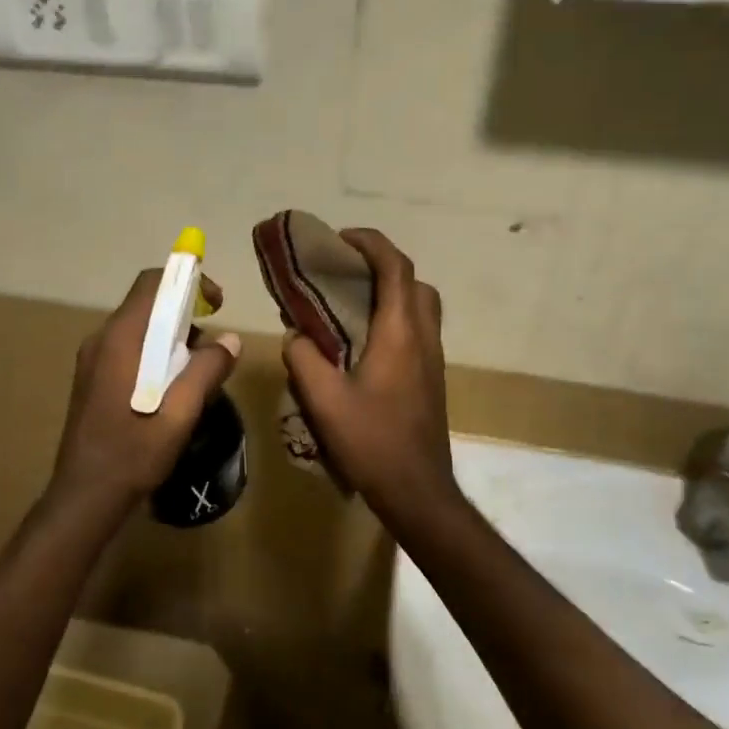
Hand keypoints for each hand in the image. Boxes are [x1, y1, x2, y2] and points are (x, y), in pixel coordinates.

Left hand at [50, 269, 241, 510]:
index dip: (188, 281)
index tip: (217, 303)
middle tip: (214, 344)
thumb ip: (207, 369)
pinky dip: (156, 353)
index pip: (152, 283)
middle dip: (185, 312)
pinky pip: (130, 349)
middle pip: (147, 304)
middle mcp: (102, 340)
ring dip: (172, 337)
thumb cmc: (133, 452)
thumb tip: (230, 340)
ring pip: (140, 328)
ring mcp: (93, 359)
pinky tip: (173, 387)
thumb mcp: (181, 412)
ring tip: (199, 371)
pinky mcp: (93, 378)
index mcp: (121, 339)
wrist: (84, 496)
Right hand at [282, 229, 458, 515]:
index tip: (341, 238)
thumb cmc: (372, 441)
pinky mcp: (432, 377)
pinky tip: (363, 341)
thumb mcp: (324, 400)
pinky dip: (395, 316)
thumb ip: (304, 359)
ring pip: (420, 305)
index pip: (395, 267)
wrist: (417, 490)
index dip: (371, 243)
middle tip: (346, 271)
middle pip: (414, 281)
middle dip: (383, 264)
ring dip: (391, 291)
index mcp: (400, 332)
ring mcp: (433, 357)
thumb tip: (295, 335)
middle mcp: (423, 336)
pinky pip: (417, 329)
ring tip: (351, 303)